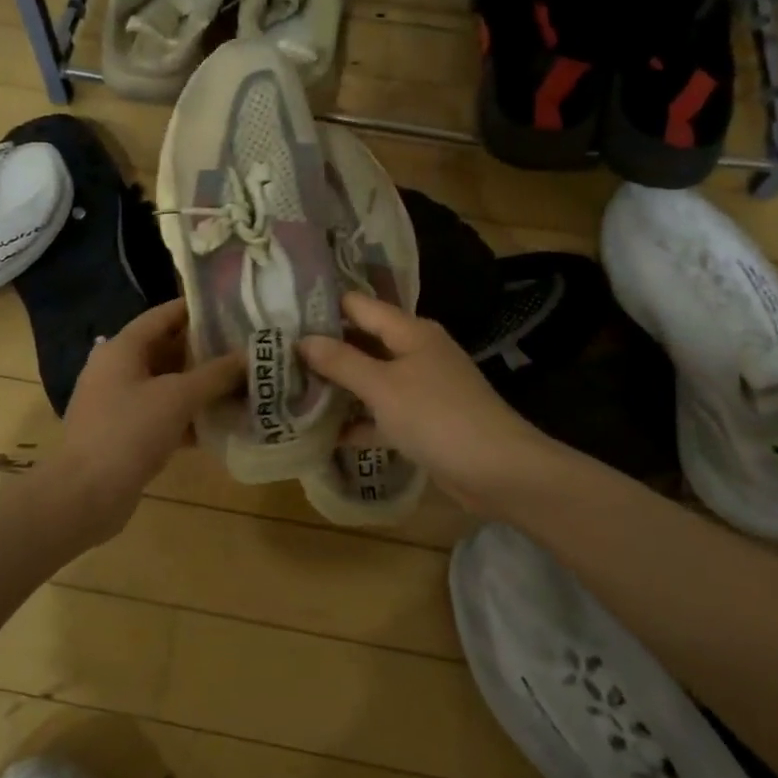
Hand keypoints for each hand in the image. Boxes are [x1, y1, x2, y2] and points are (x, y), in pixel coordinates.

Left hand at [53, 299, 243, 542]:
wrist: (85, 495)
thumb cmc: (129, 431)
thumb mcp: (178, 397)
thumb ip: (216, 374)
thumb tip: (250, 356)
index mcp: (122, 348)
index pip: (163, 315)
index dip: (196, 309)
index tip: (232, 308)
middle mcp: (117, 369)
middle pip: (166, 349)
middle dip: (204, 350)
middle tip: (244, 348)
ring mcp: (118, 403)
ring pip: (166, 385)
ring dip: (199, 385)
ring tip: (241, 383)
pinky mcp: (124, 434)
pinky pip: (162, 414)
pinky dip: (188, 416)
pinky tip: (220, 423)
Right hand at [299, 291, 561, 511]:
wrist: (499, 471)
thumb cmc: (438, 417)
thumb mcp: (383, 386)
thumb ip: (342, 362)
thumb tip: (303, 340)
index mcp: (410, 331)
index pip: (359, 306)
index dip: (323, 308)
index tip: (283, 316)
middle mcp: (415, 352)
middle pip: (363, 342)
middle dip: (325, 350)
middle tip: (278, 357)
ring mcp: (421, 388)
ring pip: (370, 379)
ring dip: (339, 387)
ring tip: (292, 390)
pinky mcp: (423, 421)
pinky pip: (382, 413)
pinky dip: (359, 421)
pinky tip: (326, 433)